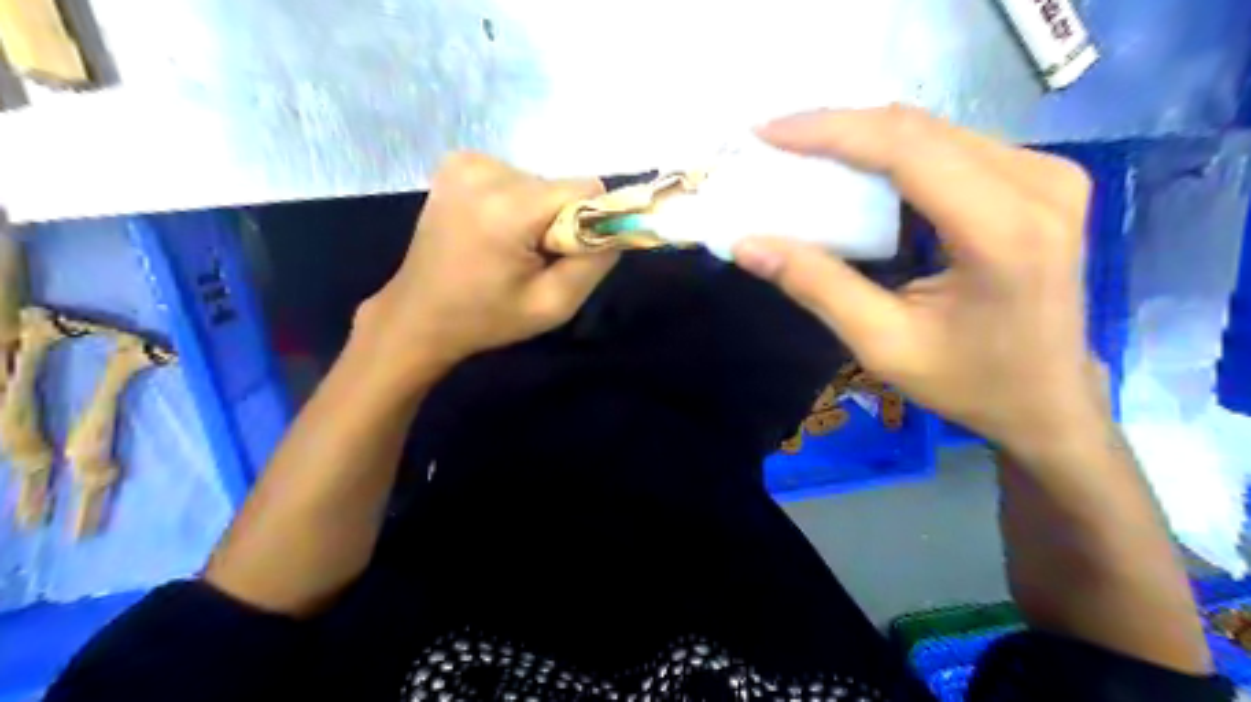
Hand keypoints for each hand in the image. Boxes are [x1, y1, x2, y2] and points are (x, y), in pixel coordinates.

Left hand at [353, 150, 616, 382]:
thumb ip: (595, 262)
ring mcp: (465, 162)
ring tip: (507, 248)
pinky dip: (513, 203)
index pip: (586, 189)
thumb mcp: (554, 306)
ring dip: (535, 213)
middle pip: (559, 186)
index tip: (565, 254)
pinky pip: (513, 177)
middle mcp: (485, 170)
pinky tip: (491, 230)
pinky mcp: (456, 163)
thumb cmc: (487, 317)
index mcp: (508, 208)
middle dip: (558, 220)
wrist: (420, 314)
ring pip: (538, 181)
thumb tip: (619, 227)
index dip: (589, 222)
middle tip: (530, 259)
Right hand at [737, 104, 1101, 456]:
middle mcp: (1037, 183)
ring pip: (934, 131)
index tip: (768, 133)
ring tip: (805, 153)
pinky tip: (856, 170)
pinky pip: (952, 147)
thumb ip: (817, 286)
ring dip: (863, 138)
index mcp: (1002, 230)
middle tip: (777, 142)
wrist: (1049, 399)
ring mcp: (1048, 174)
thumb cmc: (969, 381)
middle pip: (919, 129)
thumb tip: (747, 244)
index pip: (906, 149)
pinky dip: (894, 153)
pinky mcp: (1041, 179)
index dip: (831, 132)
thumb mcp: (883, 343)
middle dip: (839, 129)